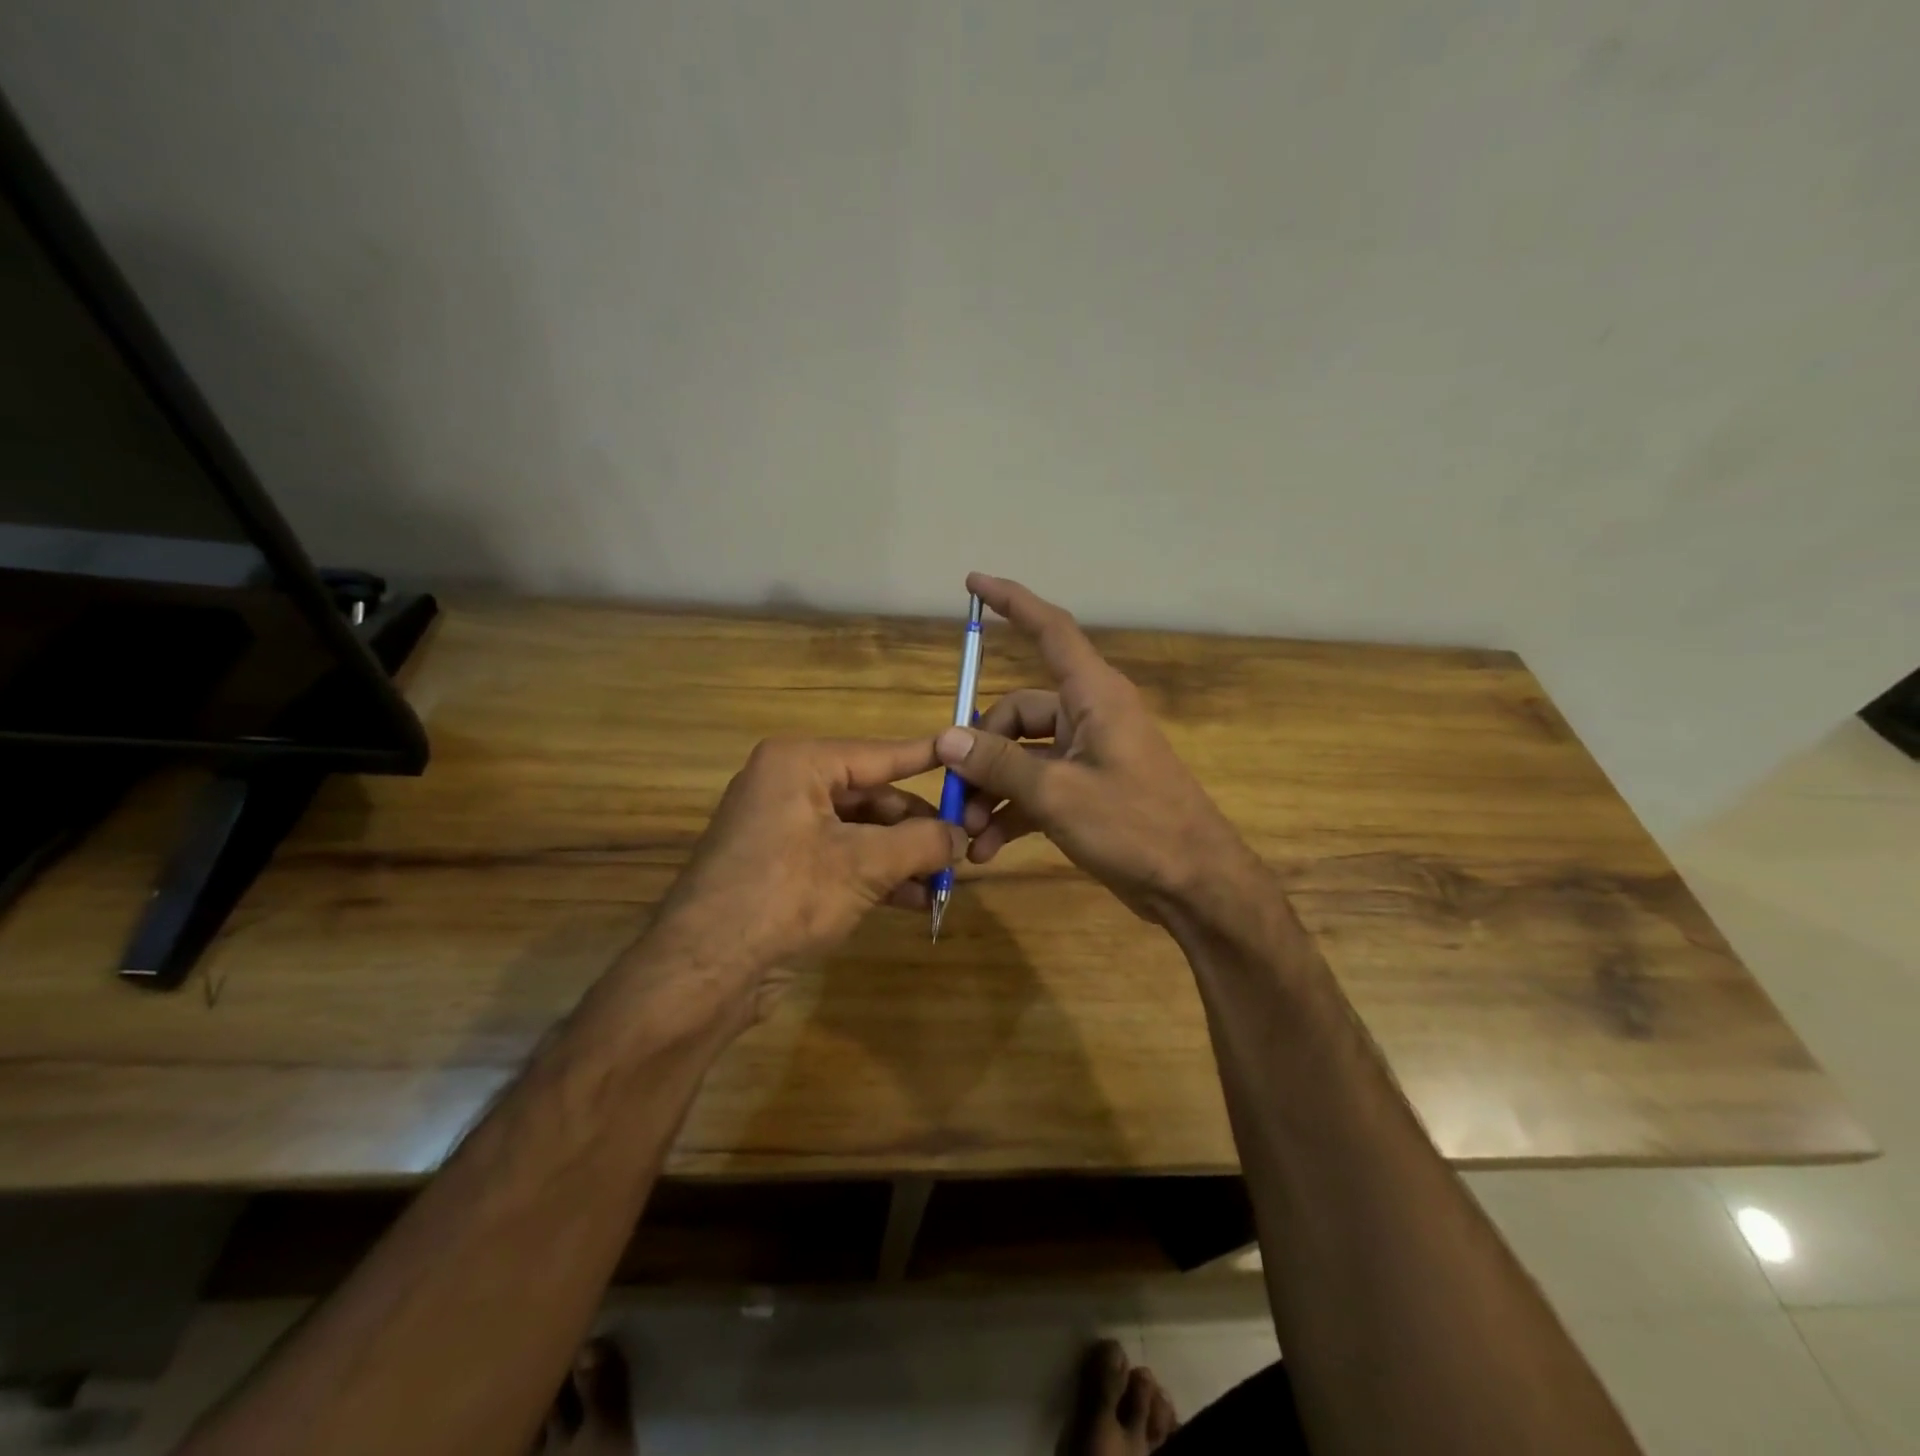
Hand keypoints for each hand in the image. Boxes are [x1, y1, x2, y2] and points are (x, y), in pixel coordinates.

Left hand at [645, 737, 962, 1018]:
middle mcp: (788, 785)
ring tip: (946, 880)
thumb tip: (961, 834)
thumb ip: (922, 842)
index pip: (880, 754)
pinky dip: (876, 876)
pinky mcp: (781, 868)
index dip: (928, 758)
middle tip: (961, 848)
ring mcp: (781, 828)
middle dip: (917, 827)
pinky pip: (840, 859)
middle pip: (871, 796)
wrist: (706, 970)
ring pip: (859, 832)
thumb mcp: (865, 865)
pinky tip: (915, 900)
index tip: (968, 754)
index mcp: (799, 764)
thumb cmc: (787, 896)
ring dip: (902, 857)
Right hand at [940, 573, 1260, 924]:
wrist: (1194, 886)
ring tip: (967, 833)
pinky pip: (1035, 789)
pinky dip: (1010, 813)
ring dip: (990, 791)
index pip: (1051, 631)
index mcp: (1093, 696)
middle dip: (980, 752)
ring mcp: (1087, 756)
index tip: (973, 583)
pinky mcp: (1085, 791)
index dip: (1013, 603)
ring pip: (1021, 757)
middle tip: (955, 795)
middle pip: (1017, 713)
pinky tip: (986, 849)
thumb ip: (1000, 764)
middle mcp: (1089, 717)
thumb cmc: (1136, 826)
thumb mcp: (1058, 794)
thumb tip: (946, 738)